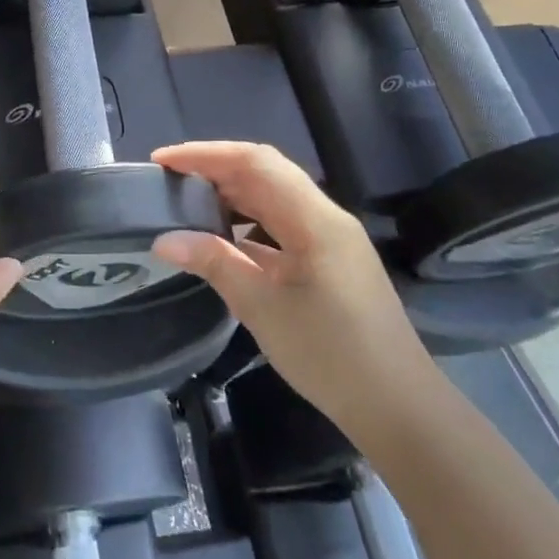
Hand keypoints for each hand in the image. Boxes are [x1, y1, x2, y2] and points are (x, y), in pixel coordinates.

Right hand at [151, 143, 434, 443]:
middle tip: (168, 182)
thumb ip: (214, 263)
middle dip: (215, 169)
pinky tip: (221, 237)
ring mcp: (330, 239)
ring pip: (274, 198)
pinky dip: (247, 222)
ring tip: (187, 203)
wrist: (396, 403)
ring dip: (231, 194)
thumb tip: (163, 239)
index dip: (206, 154)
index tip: (162, 161)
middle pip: (266, 173)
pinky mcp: (329, 260)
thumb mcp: (262, 307)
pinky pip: (282, 225)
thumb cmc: (329, 353)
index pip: (255, 163)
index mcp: (315, 219)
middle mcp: (325, 218)